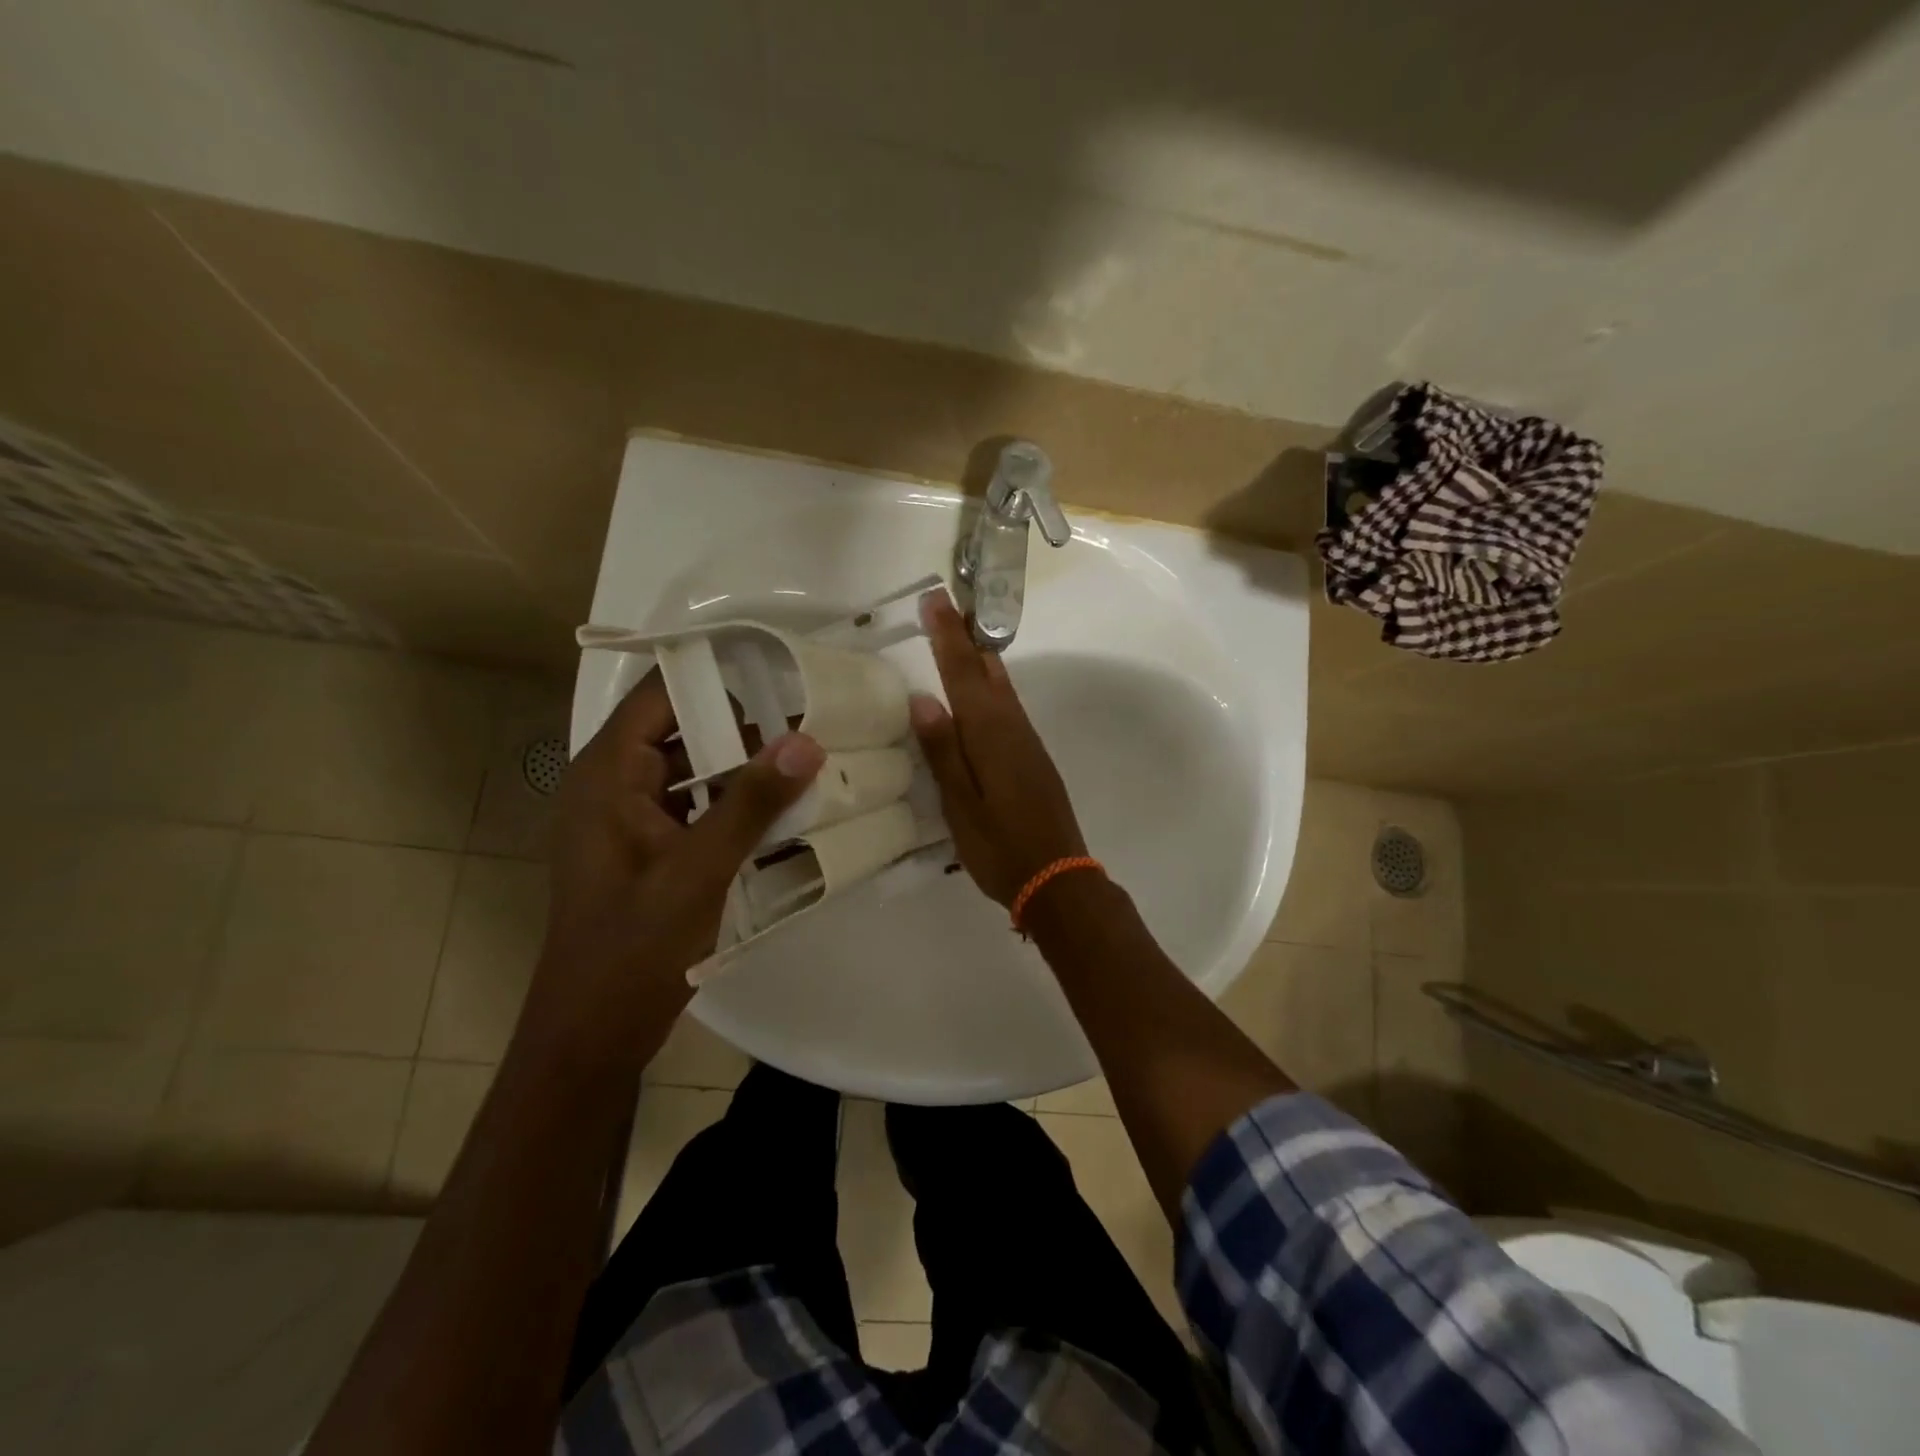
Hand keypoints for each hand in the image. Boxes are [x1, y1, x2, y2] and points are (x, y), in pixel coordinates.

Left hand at [544, 672, 824, 995]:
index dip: (716, 675)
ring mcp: (631, 819)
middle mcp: (614, 784)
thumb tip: (808, 739)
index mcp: (608, 774)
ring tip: (809, 762)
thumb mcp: (699, 869)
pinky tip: (784, 812)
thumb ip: (752, 802)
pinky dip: (734, 804)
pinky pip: (696, 807)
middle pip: (683, 730)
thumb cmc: (633, 947)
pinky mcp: (649, 849)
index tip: (780, 670)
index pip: (661, 696)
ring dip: (745, 768)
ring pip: (694, 771)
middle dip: (745, 726)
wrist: (592, 1033)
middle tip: (812, 722)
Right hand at [910, 589, 1088, 905]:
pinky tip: (982, 691)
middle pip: (987, 671)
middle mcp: (1013, 728)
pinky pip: (1008, 707)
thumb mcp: (960, 805)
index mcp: (990, 735)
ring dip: (980, 657)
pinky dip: (991, 686)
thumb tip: (923, 698)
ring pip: (1001, 687)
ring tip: (960, 635)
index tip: (935, 598)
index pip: (963, 674)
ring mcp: (1027, 742)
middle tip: (947, 605)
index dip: (947, 636)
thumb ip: (943, 751)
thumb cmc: (1000, 846)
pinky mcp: (1033, 757)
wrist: (1058, 878)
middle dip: (966, 636)